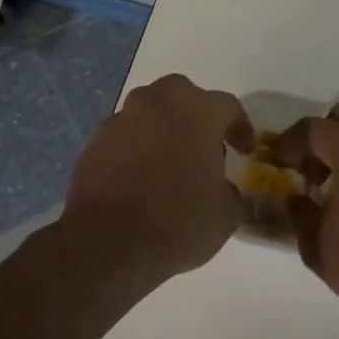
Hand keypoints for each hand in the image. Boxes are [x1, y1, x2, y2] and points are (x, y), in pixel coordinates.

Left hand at [59, 74, 253, 280]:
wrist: (107, 243)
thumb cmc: (178, 221)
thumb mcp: (225, 214)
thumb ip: (228, 190)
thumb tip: (218, 187)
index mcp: (196, 110)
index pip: (228, 106)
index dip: (240, 128)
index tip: (244, 151)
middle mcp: (156, 103)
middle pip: (181, 96)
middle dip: (195, 116)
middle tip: (203, 147)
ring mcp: (120, 120)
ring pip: (148, 114)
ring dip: (162, 131)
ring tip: (169, 166)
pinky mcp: (93, 144)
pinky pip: (124, 139)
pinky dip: (135, 151)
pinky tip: (139, 181)